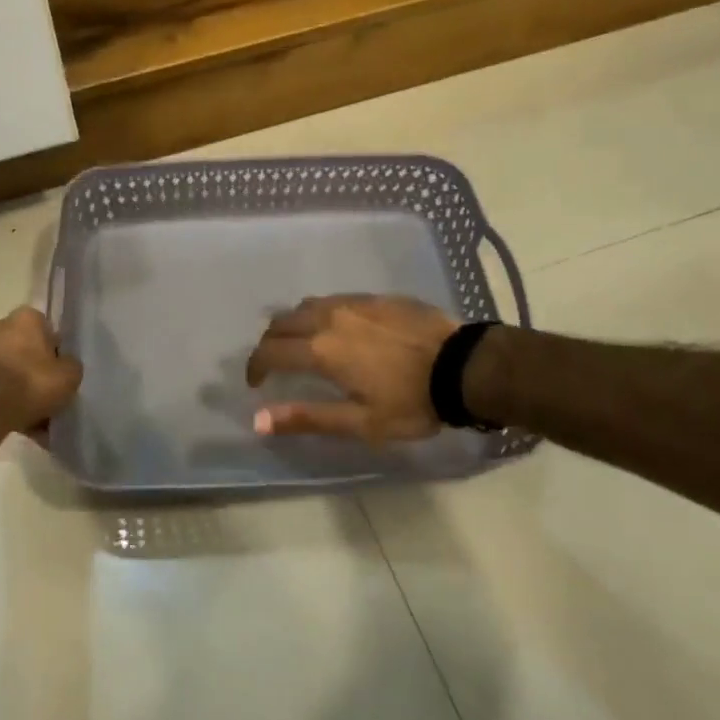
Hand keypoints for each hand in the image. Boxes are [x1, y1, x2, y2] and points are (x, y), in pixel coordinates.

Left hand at [0, 306, 81, 438]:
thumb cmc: (32, 382)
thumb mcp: (70, 375)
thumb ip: (70, 365)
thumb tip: (65, 366)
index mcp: (25, 317)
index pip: (46, 329)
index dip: (55, 352)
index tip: (60, 372)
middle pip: (24, 350)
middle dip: (34, 370)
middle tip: (48, 395)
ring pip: (7, 371)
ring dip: (19, 389)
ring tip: (36, 419)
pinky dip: (4, 403)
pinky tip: (19, 425)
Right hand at [245, 294, 458, 443]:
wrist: (463, 366)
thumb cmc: (411, 401)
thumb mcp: (360, 422)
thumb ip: (307, 418)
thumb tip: (258, 420)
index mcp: (320, 350)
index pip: (270, 352)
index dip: (255, 367)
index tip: (256, 384)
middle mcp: (329, 318)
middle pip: (282, 322)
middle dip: (270, 342)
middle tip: (274, 364)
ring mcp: (353, 303)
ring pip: (307, 306)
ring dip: (294, 324)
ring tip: (302, 344)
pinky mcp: (375, 297)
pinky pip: (334, 300)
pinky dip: (321, 314)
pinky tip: (338, 329)